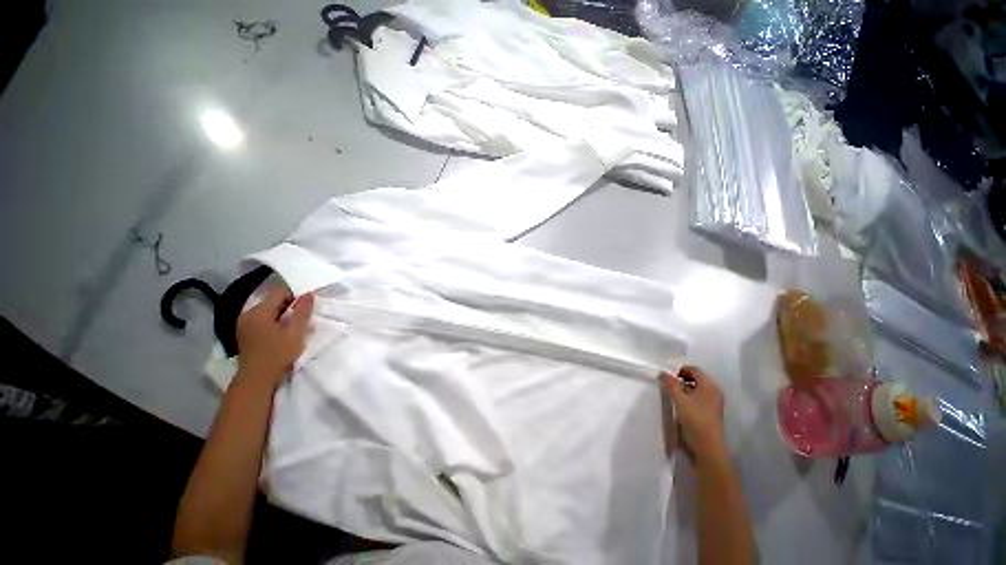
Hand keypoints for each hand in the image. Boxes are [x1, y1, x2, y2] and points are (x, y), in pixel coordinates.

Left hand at [235, 284, 314, 388]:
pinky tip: (281, 335)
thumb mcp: (295, 332)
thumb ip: (302, 311)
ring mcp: (244, 325)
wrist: (256, 380)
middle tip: (303, 319)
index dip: (296, 296)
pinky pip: (262, 321)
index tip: (307, 308)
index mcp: (259, 311)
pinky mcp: (244, 334)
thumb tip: (308, 294)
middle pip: (272, 301)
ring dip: (282, 316)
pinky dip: (274, 323)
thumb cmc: (278, 354)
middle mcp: (247, 314)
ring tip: (294, 328)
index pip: (279, 292)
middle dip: (289, 307)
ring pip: (268, 312)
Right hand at [660, 366, 726, 463]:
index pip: (693, 369)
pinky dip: (689, 397)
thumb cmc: (695, 419)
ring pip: (696, 389)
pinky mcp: (711, 412)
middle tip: (668, 385)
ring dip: (684, 389)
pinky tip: (680, 405)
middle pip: (696, 378)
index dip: (679, 370)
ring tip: (672, 395)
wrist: (708, 447)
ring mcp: (714, 403)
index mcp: (709, 385)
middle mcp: (714, 391)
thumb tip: (662, 373)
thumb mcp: (679, 399)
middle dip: (681, 379)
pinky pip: (698, 398)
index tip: (667, 378)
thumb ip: (670, 384)